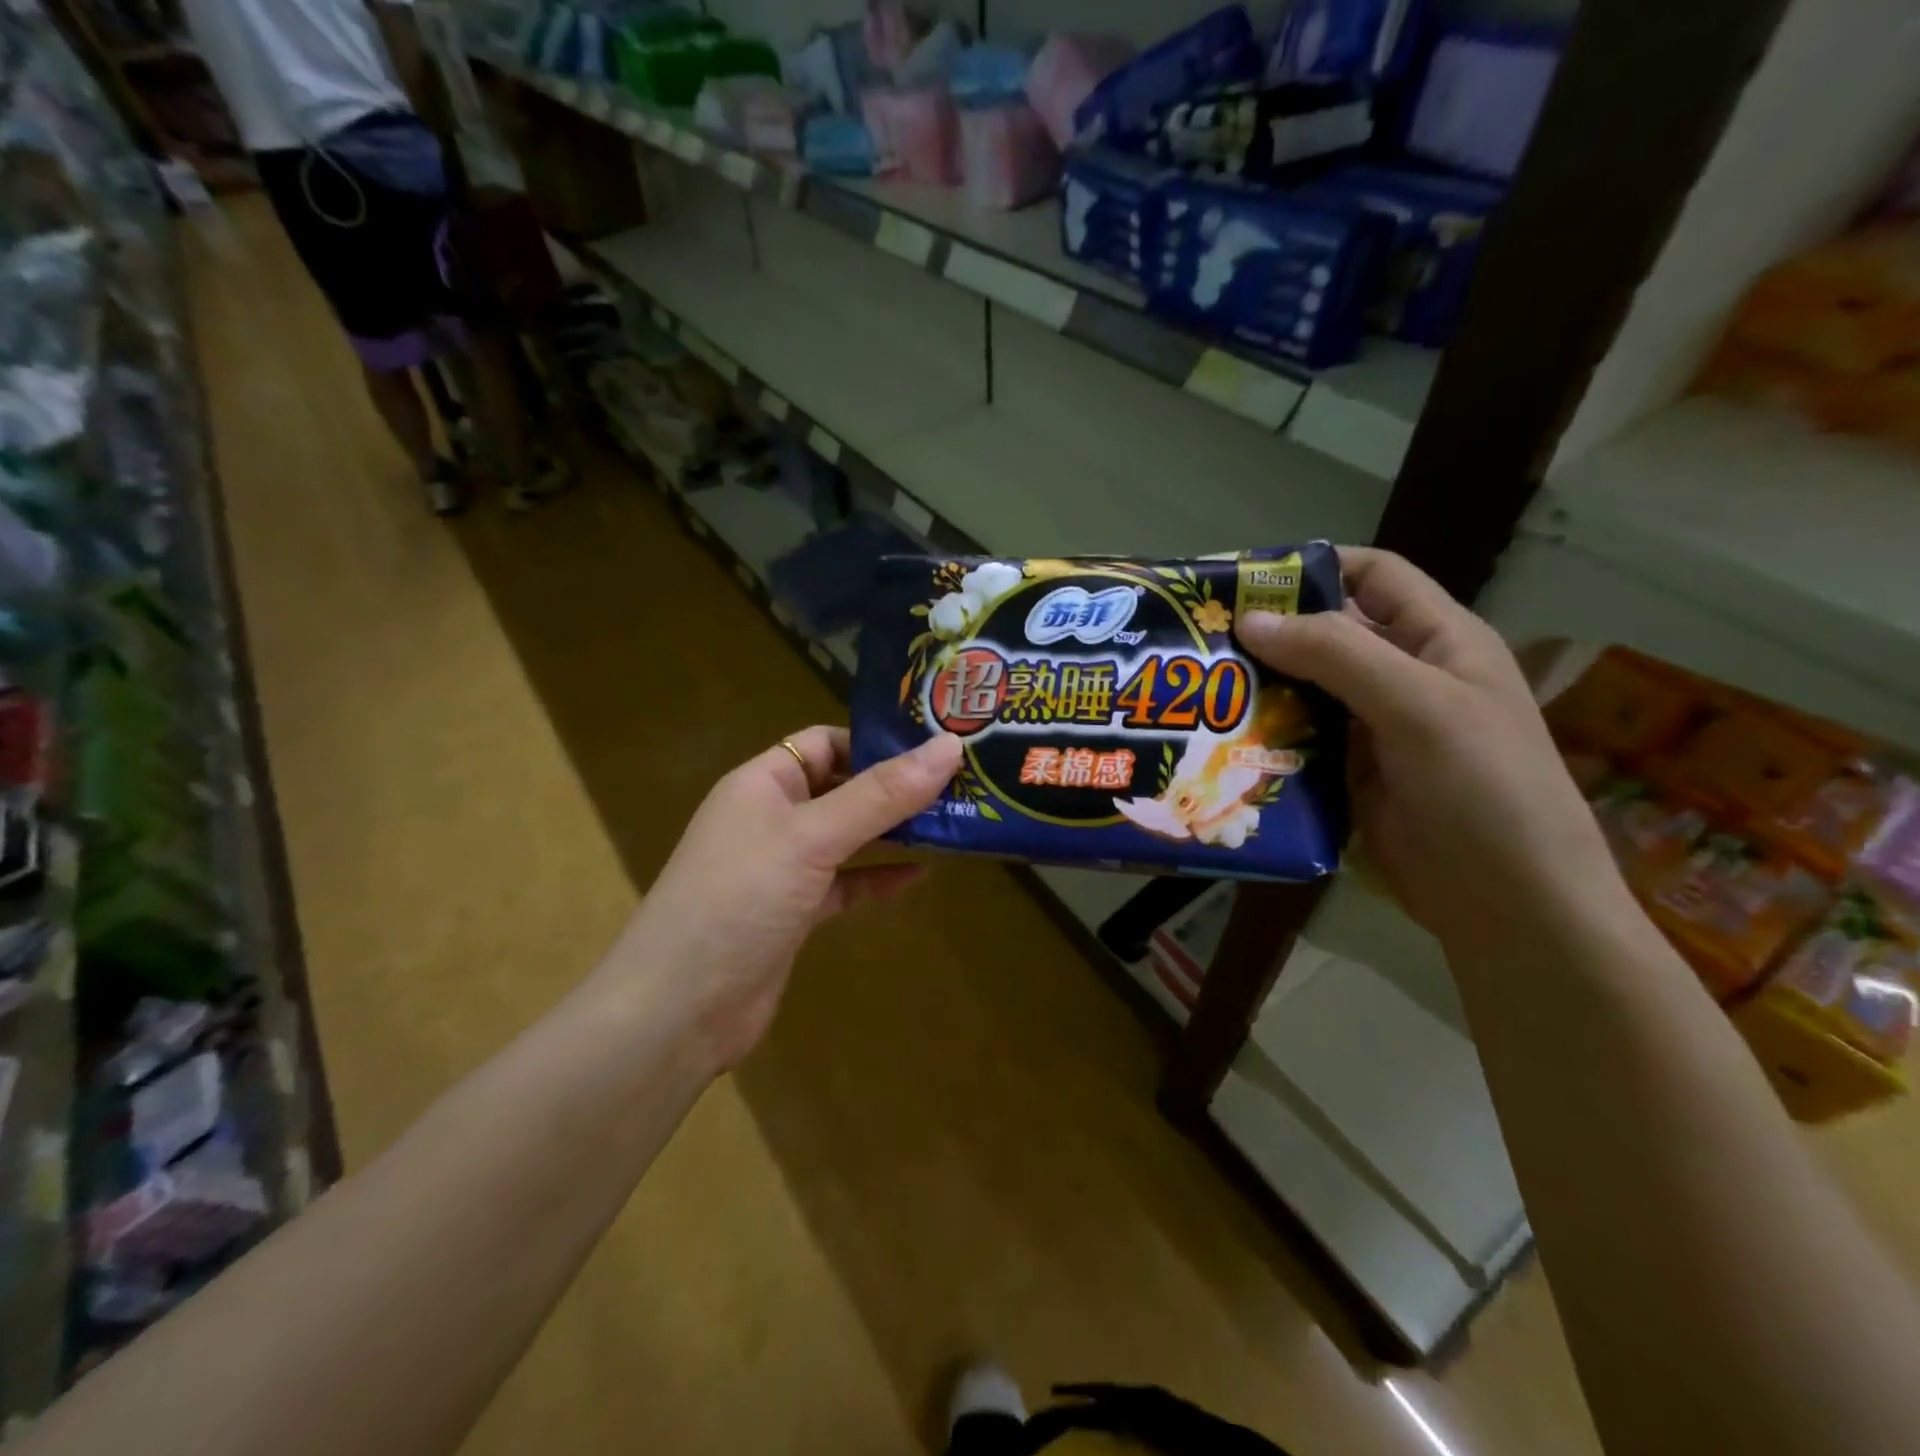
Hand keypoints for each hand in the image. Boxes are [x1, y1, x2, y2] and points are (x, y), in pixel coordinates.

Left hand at [613, 728, 962, 1072]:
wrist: (679, 1009)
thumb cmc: (740, 899)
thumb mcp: (812, 837)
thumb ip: (881, 795)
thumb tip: (949, 746)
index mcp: (763, 782)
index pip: (824, 741)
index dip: (875, 741)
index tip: (935, 748)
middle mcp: (771, 817)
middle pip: (841, 787)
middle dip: (894, 786)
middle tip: (959, 785)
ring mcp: (781, 868)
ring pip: (846, 836)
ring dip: (892, 831)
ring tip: (951, 824)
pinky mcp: (793, 913)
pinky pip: (844, 883)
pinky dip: (877, 877)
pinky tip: (919, 877)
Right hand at [1237, 548, 1626, 955]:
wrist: (1511, 904)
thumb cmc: (1483, 790)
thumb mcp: (1418, 707)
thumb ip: (1337, 656)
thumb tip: (1250, 619)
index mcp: (1437, 639)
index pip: (1373, 575)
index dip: (1314, 567)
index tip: (1242, 581)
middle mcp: (1403, 675)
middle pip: (1327, 634)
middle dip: (1269, 633)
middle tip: (1199, 640)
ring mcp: (1374, 728)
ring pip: (1305, 689)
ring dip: (1259, 687)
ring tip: (1199, 689)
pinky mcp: (1350, 774)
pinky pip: (1299, 739)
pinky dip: (1264, 735)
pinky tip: (1222, 740)